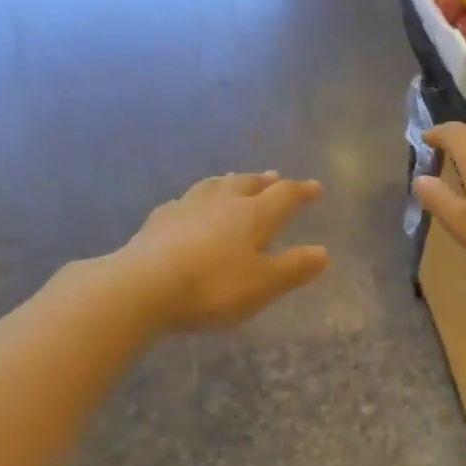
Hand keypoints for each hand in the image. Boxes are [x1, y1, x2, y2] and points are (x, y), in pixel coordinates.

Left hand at [118, 172, 328, 332]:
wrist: (143, 286)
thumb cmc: (213, 287)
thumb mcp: (263, 285)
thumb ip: (293, 268)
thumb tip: (322, 252)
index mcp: (253, 215)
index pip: (284, 195)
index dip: (302, 191)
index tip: (316, 188)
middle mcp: (222, 201)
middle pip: (248, 183)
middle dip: (265, 181)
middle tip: (275, 177)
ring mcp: (187, 206)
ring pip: (215, 185)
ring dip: (231, 181)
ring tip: (236, 180)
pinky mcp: (159, 219)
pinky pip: (186, 201)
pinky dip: (198, 199)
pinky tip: (192, 206)